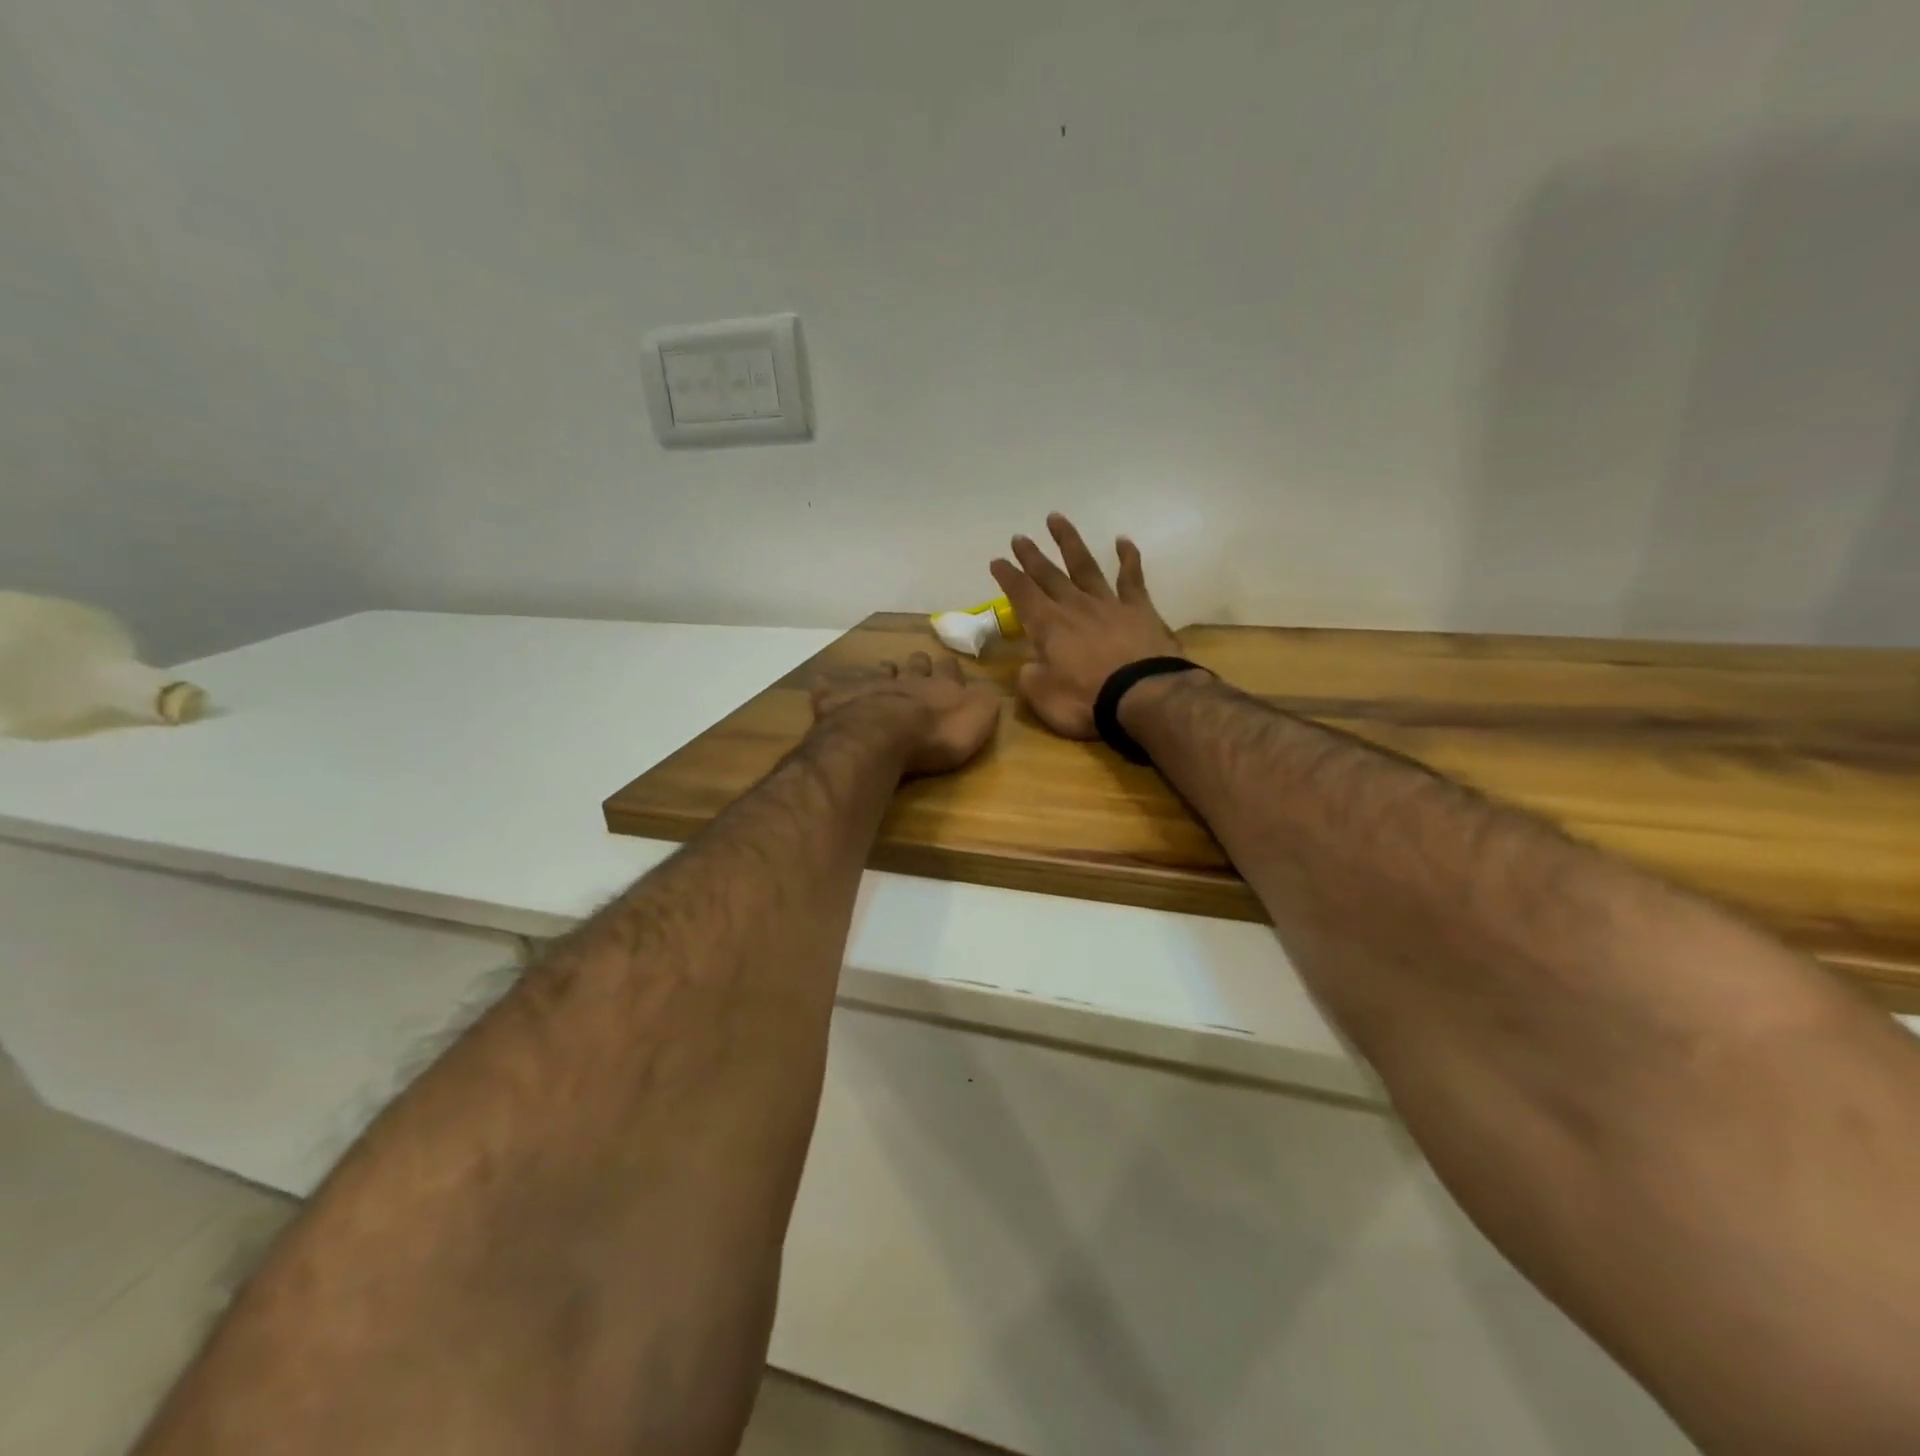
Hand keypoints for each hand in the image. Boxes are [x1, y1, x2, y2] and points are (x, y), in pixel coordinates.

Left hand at [810, 652, 1001, 776]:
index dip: (950, 669)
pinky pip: (831, 688)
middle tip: (917, 663)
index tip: (950, 666)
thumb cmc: (935, 734)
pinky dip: (831, 687)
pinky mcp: (838, 701)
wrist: (882, 737)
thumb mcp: (977, 720)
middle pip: (914, 666)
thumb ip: (984, 701)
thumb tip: (988, 686)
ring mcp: (869, 686)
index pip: (949, 670)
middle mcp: (905, 679)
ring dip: (882, 672)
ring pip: (878, 672)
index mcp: (939, 686)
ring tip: (883, 670)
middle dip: (917, 665)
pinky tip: (826, 685)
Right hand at [989, 514, 1184, 738]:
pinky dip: (1127, 558)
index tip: (997, 561)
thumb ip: (1030, 678)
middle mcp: (1074, 607)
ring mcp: (1108, 604)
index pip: (1021, 595)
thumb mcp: (1043, 698)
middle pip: (1049, 575)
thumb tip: (1028, 666)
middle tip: (1020, 537)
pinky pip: (1131, 578)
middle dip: (1032, 556)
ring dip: (1069, 542)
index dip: (1008, 577)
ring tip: (1057, 519)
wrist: (1143, 695)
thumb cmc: (1086, 700)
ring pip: (1084, 565)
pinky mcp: (1139, 609)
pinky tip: (1122, 541)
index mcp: (1048, 626)